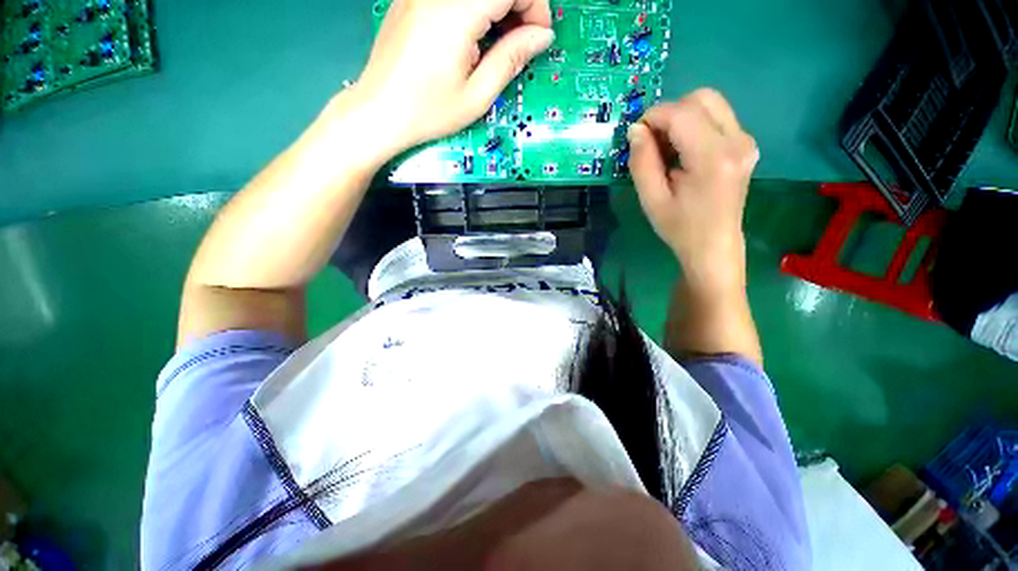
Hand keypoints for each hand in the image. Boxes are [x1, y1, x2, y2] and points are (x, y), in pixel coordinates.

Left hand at [347, 0, 553, 159]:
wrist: (380, 111)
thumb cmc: (428, 111)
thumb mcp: (477, 95)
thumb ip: (511, 59)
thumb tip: (541, 36)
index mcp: (456, 13)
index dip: (534, 6)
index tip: (538, 36)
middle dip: (519, 5)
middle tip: (521, 41)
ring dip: (496, 9)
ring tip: (497, 44)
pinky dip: (475, 9)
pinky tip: (473, 37)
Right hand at [627, 89, 758, 290]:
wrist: (714, 244)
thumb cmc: (679, 227)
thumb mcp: (652, 199)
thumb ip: (642, 162)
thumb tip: (636, 130)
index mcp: (713, 158)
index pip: (682, 114)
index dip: (654, 117)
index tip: (635, 135)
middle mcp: (737, 141)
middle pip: (701, 98)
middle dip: (669, 113)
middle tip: (651, 141)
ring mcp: (745, 141)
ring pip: (710, 104)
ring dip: (682, 118)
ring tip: (666, 148)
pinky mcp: (745, 144)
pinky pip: (717, 118)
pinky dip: (694, 125)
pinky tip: (682, 151)